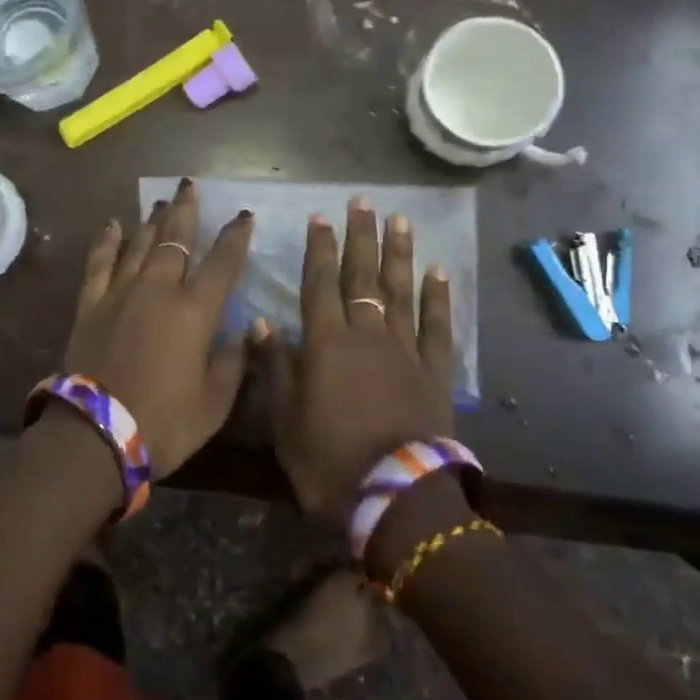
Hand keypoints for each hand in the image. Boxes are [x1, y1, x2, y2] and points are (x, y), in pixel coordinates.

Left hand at [62, 177, 253, 478]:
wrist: (95, 434)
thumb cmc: (164, 422)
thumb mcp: (214, 403)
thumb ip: (233, 362)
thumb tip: (245, 332)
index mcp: (194, 311)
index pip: (222, 263)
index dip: (236, 237)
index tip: (244, 215)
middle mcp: (158, 290)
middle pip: (175, 240)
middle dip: (186, 211)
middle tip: (189, 184)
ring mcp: (120, 293)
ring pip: (140, 245)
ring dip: (152, 221)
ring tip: (161, 201)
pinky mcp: (91, 305)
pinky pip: (100, 263)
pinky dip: (107, 242)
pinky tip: (112, 225)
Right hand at [257, 196, 453, 520]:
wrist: (396, 497)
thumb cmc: (328, 461)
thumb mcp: (285, 419)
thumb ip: (275, 366)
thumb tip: (261, 322)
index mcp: (326, 343)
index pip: (319, 284)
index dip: (319, 249)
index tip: (320, 217)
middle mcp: (366, 334)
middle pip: (362, 276)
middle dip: (361, 236)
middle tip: (362, 202)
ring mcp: (405, 350)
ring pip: (399, 291)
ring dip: (399, 253)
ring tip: (400, 220)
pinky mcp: (435, 371)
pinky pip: (436, 326)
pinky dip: (437, 297)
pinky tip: (438, 271)